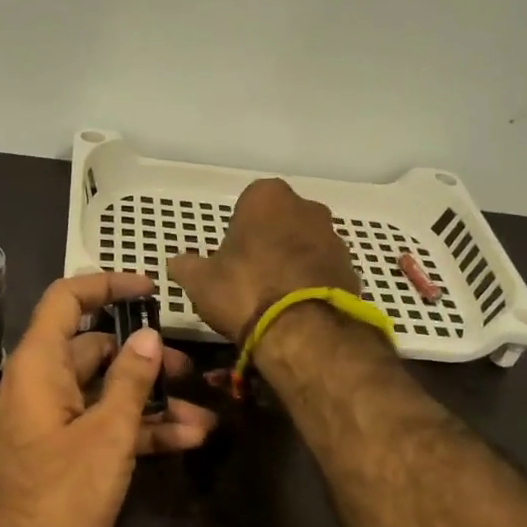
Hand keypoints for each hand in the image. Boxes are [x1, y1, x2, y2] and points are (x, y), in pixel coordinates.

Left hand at [0, 272, 216, 526]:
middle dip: (146, 357)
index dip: (106, 285)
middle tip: (191, 369)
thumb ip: (129, 381)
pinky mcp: (67, 456)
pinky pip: (106, 428)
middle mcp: (42, 386)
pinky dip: (142, 431)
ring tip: (205, 414)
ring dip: (154, 401)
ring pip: (108, 394)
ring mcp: (54, 424)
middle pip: (96, 351)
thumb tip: (148, 336)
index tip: (150, 288)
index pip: (66, 301)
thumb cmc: (58, 496)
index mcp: (38, 367)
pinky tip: (188, 440)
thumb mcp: (105, 435)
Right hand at [166, 178, 358, 341]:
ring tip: (273, 298)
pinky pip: (322, 271)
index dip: (238, 230)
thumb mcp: (200, 281)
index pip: (248, 203)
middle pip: (280, 222)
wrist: (303, 330)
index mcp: (267, 197)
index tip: (229, 257)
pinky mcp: (351, 268)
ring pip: (304, 245)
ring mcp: (334, 237)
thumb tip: (175, 262)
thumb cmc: (245, 291)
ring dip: (291, 263)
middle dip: (268, 242)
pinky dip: (310, 284)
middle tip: (249, 276)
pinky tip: (295, 310)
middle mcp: (306, 207)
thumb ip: (186, 266)